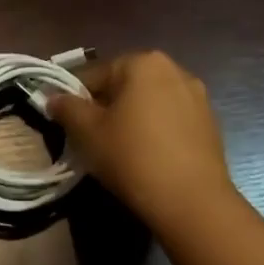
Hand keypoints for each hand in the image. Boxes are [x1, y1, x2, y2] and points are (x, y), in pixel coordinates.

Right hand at [48, 51, 233, 226]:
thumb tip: (53, 97)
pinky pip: (171, 121)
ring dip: (132, 120)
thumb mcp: (88, 132)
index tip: (69, 125)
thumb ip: (67, 108)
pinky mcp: (211, 124)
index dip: (76, 100)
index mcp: (143, 63)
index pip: (96, 75)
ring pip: (150, 104)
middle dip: (107, 108)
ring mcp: (198, 97)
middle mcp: (175, 70)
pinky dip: (156, 132)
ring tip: (120, 151)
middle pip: (126, 86)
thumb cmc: (132, 157)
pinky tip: (147, 158)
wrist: (192, 201)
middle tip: (92, 139)